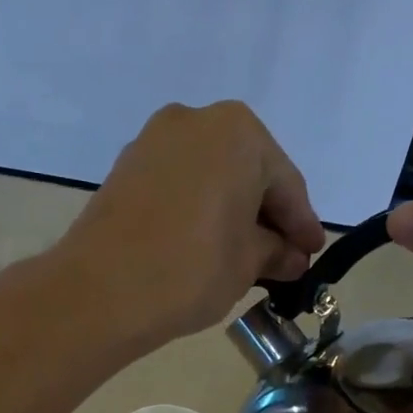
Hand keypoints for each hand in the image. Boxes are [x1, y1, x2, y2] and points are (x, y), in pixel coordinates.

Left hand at [60, 101, 326, 345]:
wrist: (100, 291)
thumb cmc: (190, 270)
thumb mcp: (247, 264)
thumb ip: (275, 252)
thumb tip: (290, 256)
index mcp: (238, 132)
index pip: (285, 183)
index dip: (302, 225)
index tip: (312, 253)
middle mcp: (194, 121)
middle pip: (246, 173)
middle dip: (265, 217)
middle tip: (281, 258)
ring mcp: (152, 143)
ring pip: (208, 179)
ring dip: (230, 214)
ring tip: (243, 257)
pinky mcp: (123, 171)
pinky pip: (177, 188)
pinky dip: (196, 212)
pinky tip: (203, 245)